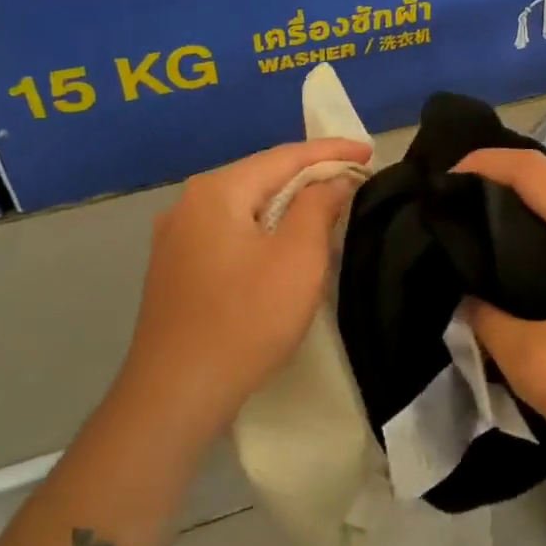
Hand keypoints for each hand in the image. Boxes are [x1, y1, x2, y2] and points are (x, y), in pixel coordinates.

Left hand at [112, 137, 371, 447]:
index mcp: (216, 191)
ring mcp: (176, 238)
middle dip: (310, 174)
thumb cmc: (246, 320)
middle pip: (261, 176)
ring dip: (288, 202)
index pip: (284, 157)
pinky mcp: (176, 268)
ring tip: (328, 202)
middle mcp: (189, 204)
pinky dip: (265, 227)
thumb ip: (318, 206)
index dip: (331, 151)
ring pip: (245, 205)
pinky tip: (284, 239)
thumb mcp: (297, 259)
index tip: (369, 151)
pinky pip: (231, 231)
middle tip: (354, 176)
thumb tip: (333, 179)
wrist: (175, 394)